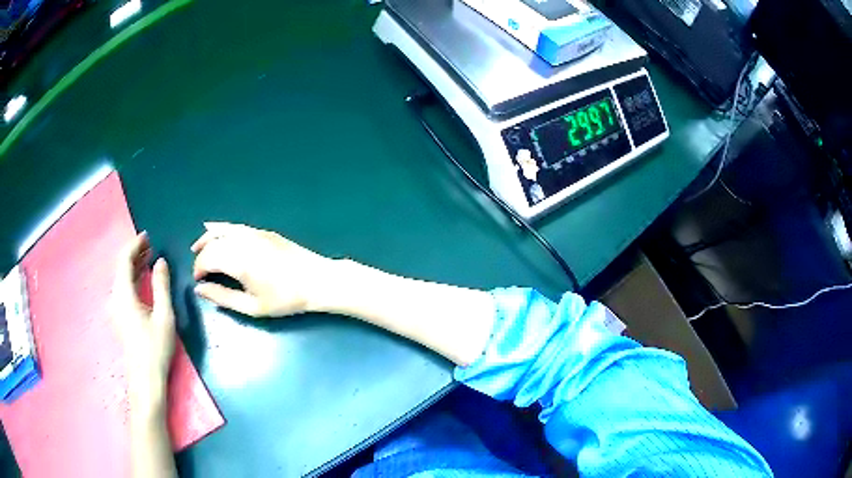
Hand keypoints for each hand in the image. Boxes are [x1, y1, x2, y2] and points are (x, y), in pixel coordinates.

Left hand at [111, 232, 175, 408]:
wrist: (145, 379)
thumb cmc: (155, 348)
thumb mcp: (164, 316)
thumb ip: (161, 285)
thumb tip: (161, 261)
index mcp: (123, 294)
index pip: (124, 260)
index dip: (134, 244)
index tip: (147, 235)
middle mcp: (115, 298)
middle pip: (121, 267)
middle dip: (135, 253)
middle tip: (151, 245)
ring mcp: (115, 308)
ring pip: (121, 278)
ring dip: (134, 265)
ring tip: (149, 258)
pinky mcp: (118, 316)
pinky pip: (123, 288)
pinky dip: (132, 278)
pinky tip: (142, 279)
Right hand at [191, 222, 337, 316]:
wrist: (317, 280)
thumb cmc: (285, 299)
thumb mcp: (252, 306)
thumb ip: (223, 297)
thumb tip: (200, 290)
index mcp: (239, 260)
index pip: (208, 258)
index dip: (199, 269)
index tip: (199, 281)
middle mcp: (243, 241)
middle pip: (213, 243)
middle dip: (202, 256)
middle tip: (200, 271)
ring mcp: (254, 233)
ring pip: (222, 230)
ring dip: (207, 238)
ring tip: (197, 247)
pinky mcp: (263, 231)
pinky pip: (235, 225)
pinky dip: (221, 227)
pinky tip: (213, 228)